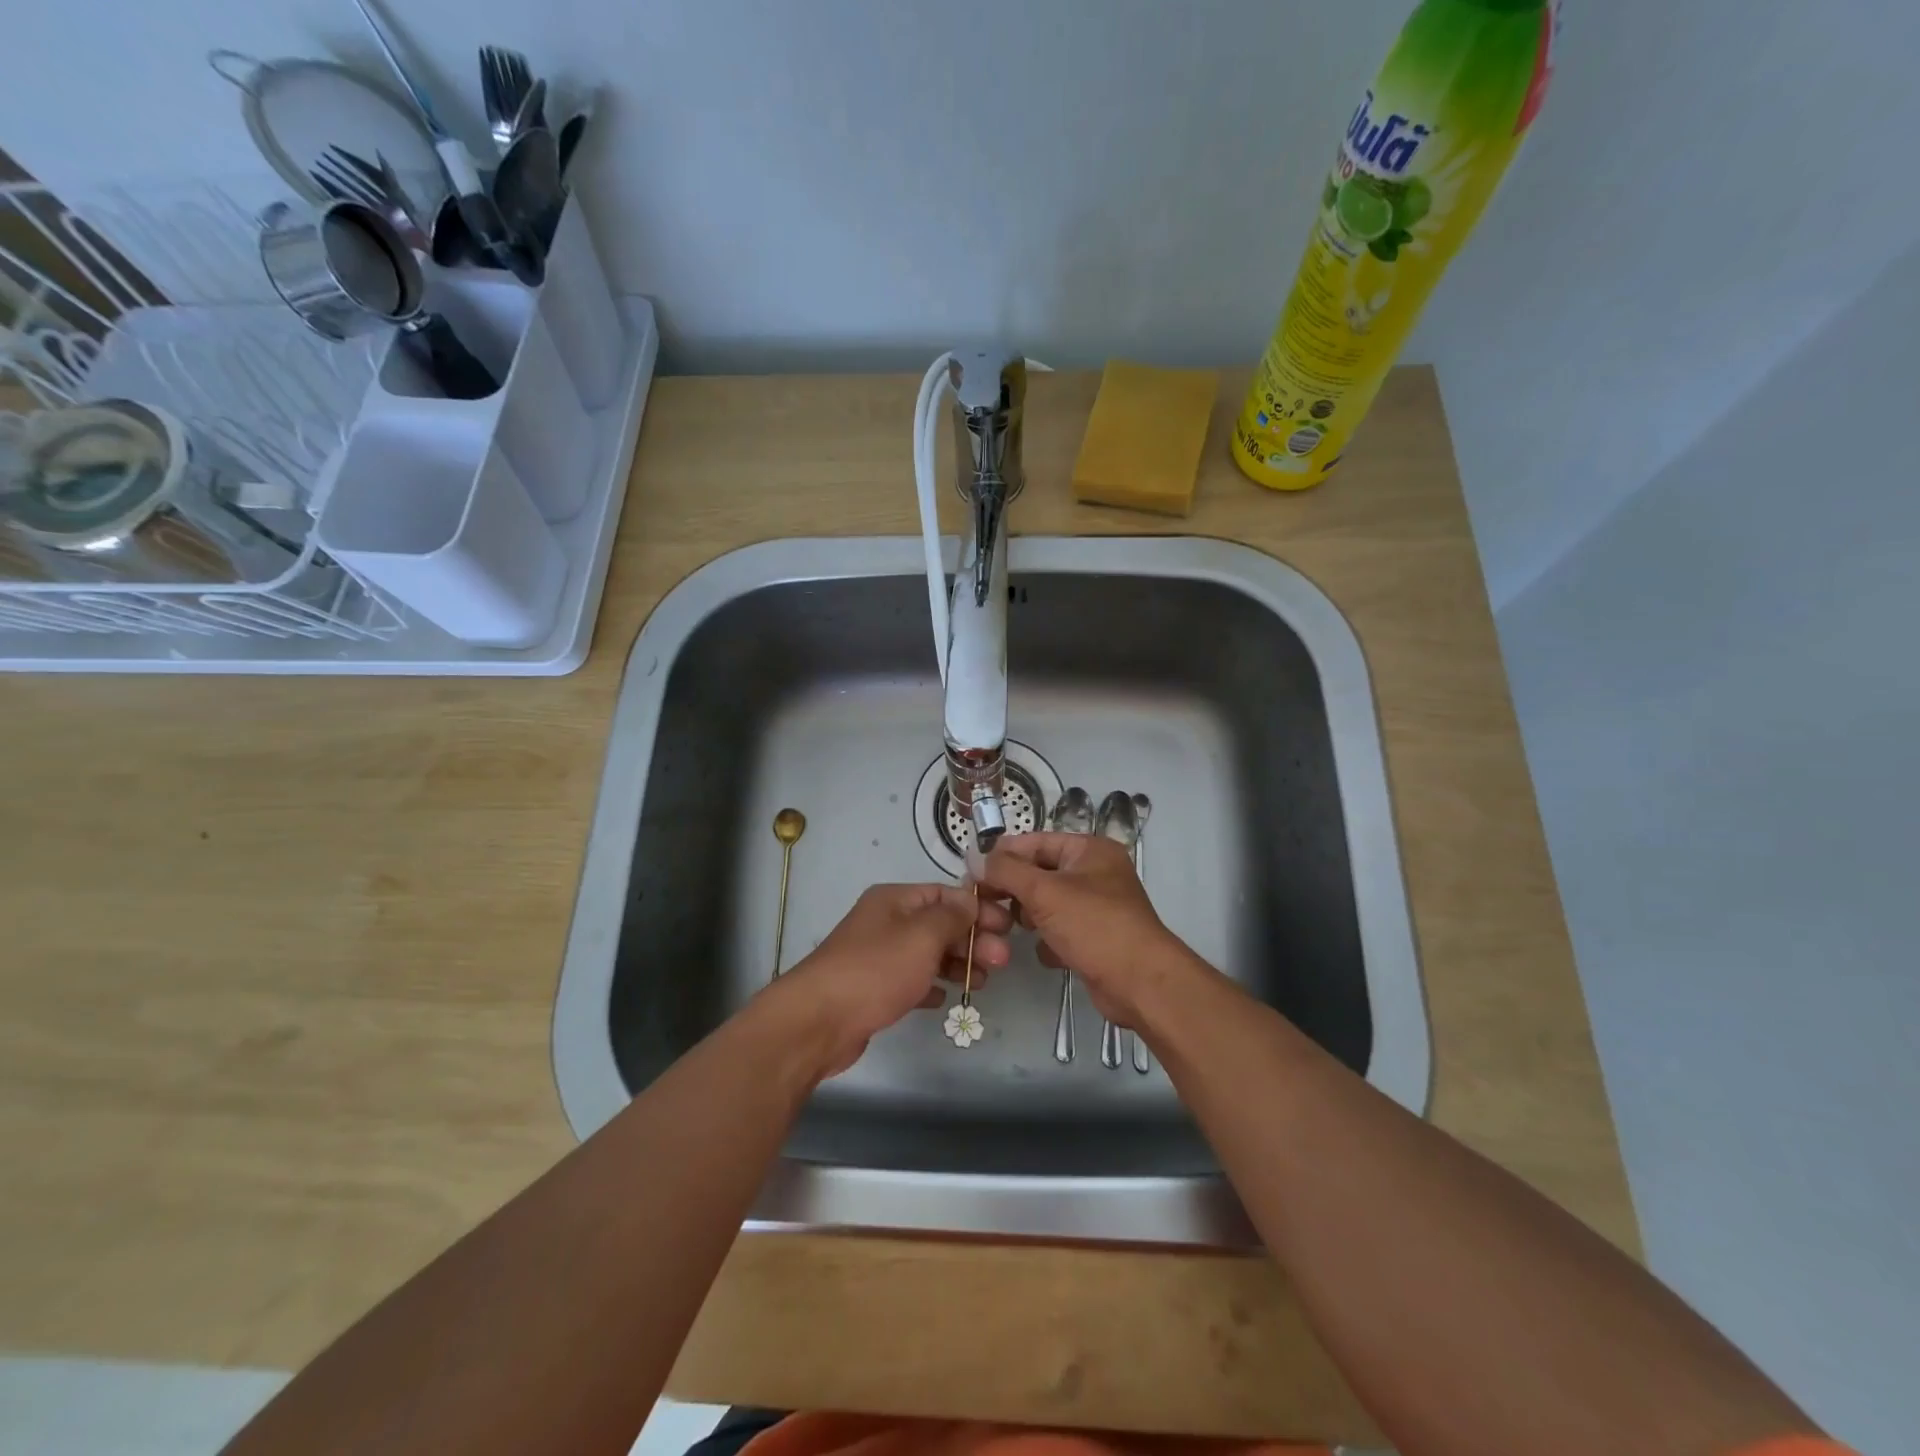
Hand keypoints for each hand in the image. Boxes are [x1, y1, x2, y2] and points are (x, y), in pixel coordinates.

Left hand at [766, 882, 1012, 1078]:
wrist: (818, 1021)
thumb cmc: (875, 970)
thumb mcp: (922, 936)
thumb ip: (952, 916)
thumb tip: (971, 899)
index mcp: (894, 900)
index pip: (944, 893)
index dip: (977, 908)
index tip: (1006, 927)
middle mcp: (885, 922)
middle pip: (938, 924)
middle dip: (972, 939)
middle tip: (1002, 961)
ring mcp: (877, 957)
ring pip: (927, 954)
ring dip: (957, 964)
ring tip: (981, 983)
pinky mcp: (873, 989)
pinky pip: (911, 981)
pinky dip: (931, 986)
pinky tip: (945, 998)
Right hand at [978, 832, 1194, 1026]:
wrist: (1141, 984)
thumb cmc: (1094, 926)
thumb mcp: (1044, 892)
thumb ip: (1006, 871)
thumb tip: (975, 856)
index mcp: (1089, 850)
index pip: (1035, 842)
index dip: (1003, 855)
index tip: (972, 873)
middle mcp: (1095, 873)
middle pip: (1039, 873)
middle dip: (1014, 890)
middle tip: (986, 905)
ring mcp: (1096, 907)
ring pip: (1046, 904)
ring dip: (1029, 917)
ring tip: (1012, 929)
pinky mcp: (1095, 938)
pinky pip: (1059, 930)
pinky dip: (1049, 940)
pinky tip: (1048, 953)